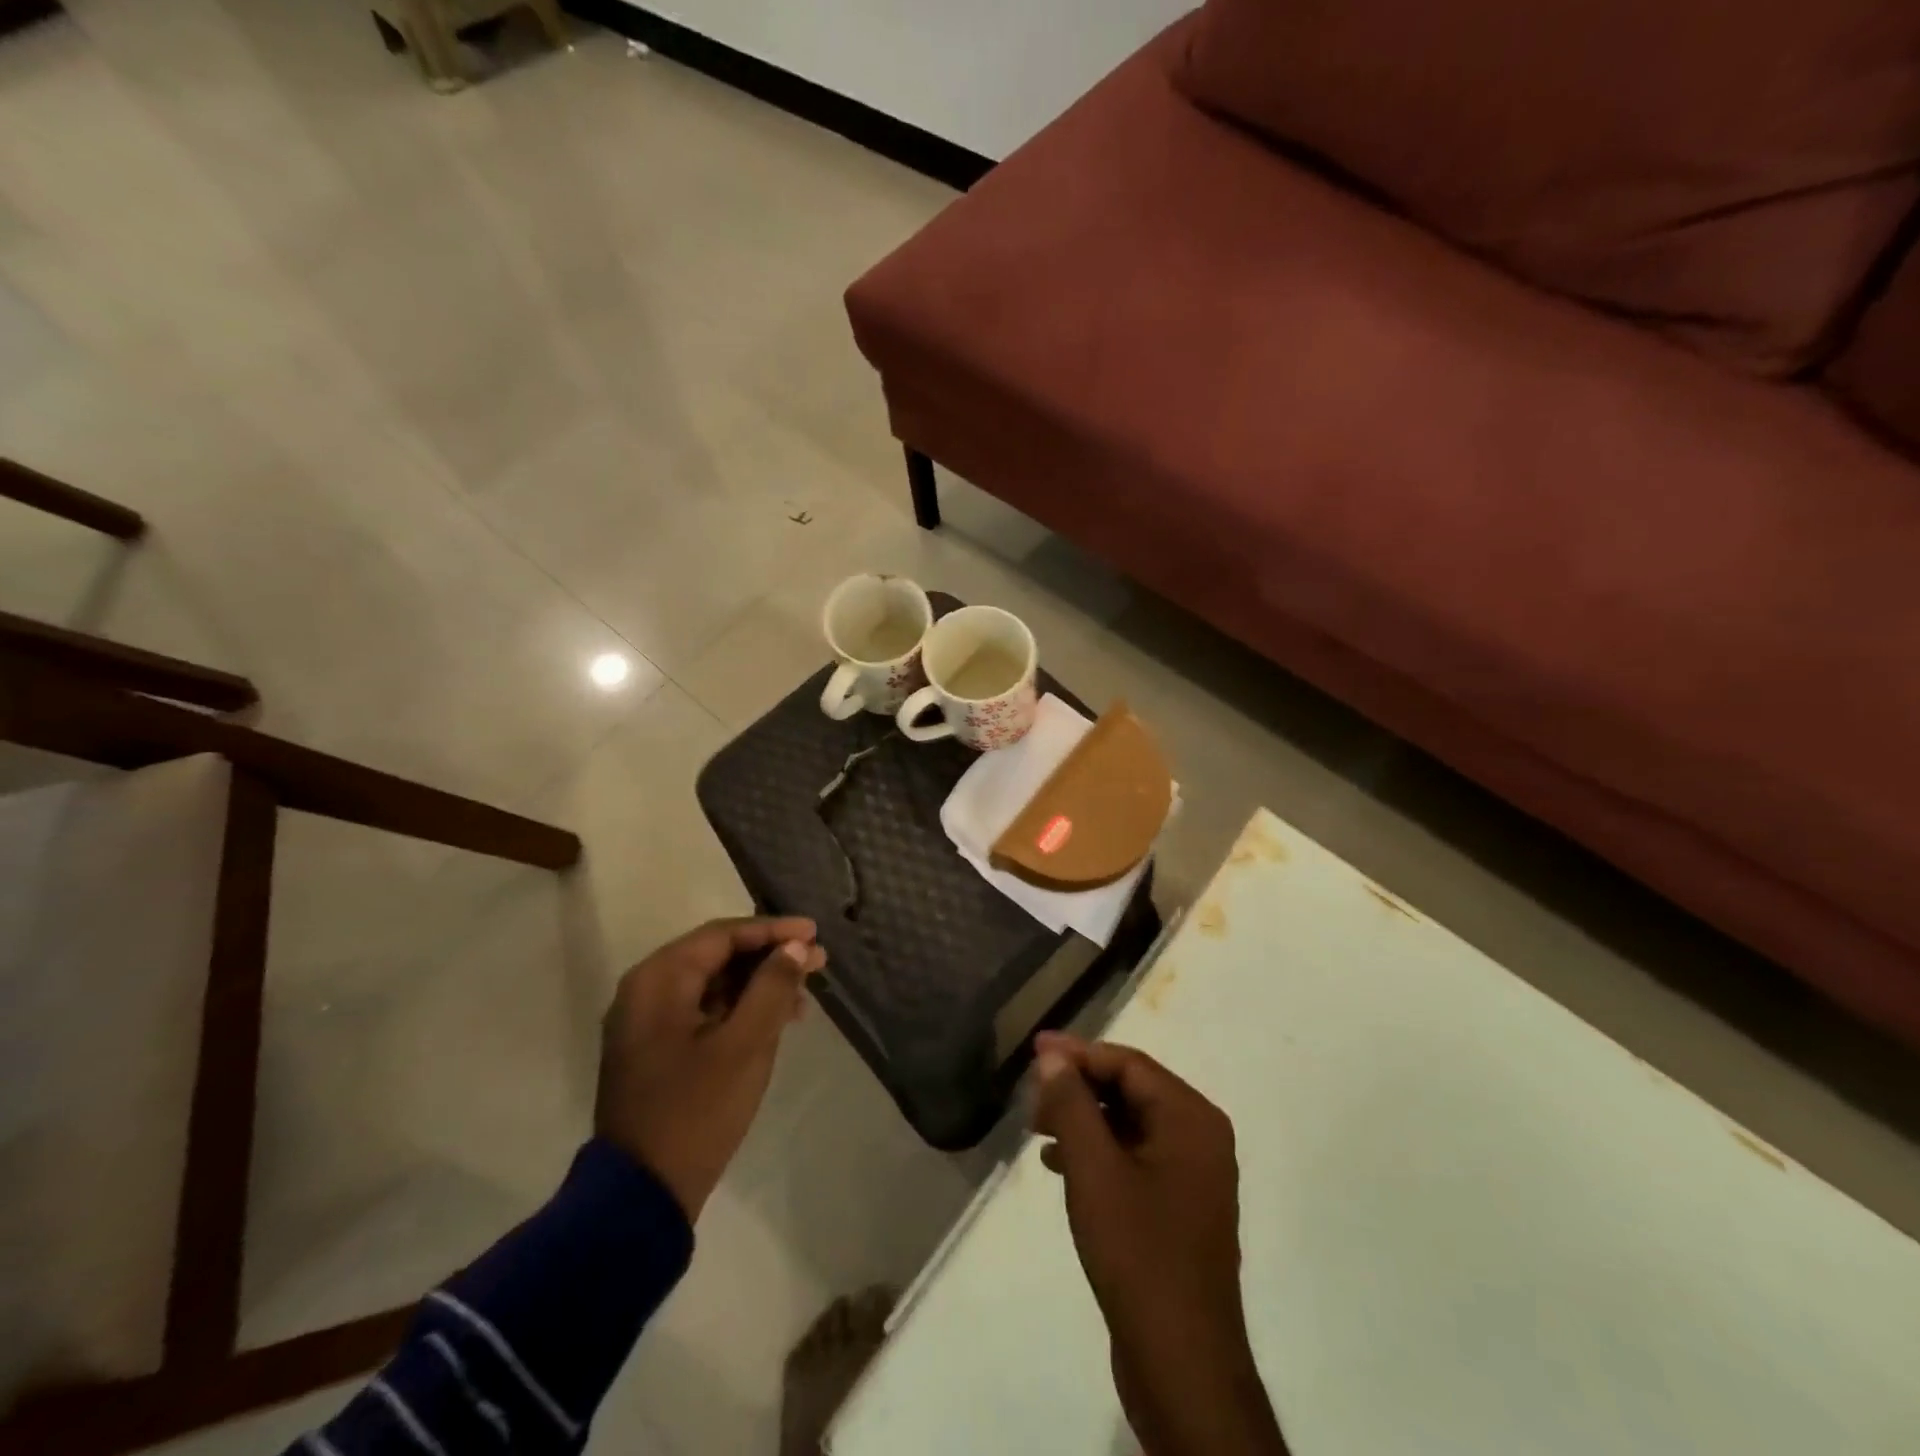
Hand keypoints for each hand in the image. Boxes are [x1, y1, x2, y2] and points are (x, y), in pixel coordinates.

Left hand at [597, 917, 825, 1221]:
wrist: (641, 1195)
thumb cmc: (696, 1110)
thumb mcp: (746, 1044)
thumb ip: (772, 987)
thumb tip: (795, 947)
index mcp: (659, 979)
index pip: (723, 935)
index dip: (773, 930)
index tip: (815, 933)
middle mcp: (646, 990)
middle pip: (717, 956)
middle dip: (769, 957)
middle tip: (817, 962)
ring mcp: (647, 1022)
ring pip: (712, 984)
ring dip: (758, 985)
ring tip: (804, 996)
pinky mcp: (655, 1049)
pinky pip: (703, 1011)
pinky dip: (739, 1009)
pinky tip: (775, 1020)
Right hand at [1031, 1032, 1285, 1455]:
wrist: (1181, 1364)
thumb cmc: (1138, 1252)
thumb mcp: (1094, 1169)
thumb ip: (1072, 1104)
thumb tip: (1053, 1056)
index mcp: (1191, 1119)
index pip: (1128, 1064)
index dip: (1078, 1053)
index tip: (1034, 1050)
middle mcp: (1199, 1137)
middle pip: (1130, 1090)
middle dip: (1078, 1088)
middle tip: (1031, 1096)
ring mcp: (1192, 1175)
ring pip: (1129, 1124)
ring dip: (1083, 1120)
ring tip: (1036, 1129)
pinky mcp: (1178, 1208)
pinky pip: (1134, 1157)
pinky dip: (1097, 1152)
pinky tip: (1059, 1164)